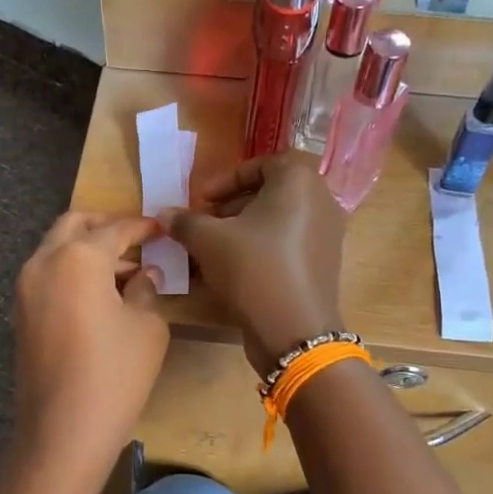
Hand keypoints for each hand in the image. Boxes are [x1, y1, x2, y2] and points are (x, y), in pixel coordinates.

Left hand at [10, 212, 168, 469]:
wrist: (62, 432)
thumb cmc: (114, 374)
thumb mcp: (146, 327)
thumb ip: (146, 290)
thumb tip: (143, 275)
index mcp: (78, 257)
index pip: (115, 228)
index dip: (142, 227)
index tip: (162, 228)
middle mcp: (44, 262)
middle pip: (74, 225)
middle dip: (105, 226)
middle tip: (136, 240)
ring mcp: (25, 289)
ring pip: (57, 249)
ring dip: (87, 249)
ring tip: (124, 271)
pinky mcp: (21, 314)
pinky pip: (48, 275)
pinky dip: (72, 271)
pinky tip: (100, 294)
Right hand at [163, 152, 346, 373]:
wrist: (294, 329)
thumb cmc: (252, 268)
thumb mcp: (208, 240)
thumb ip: (185, 221)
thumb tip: (165, 214)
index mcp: (298, 181)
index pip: (261, 164)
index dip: (226, 180)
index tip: (202, 200)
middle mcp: (320, 200)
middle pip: (270, 192)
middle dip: (232, 206)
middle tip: (205, 223)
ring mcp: (327, 233)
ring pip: (278, 220)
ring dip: (244, 229)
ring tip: (214, 248)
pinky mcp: (324, 262)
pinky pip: (288, 243)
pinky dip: (262, 248)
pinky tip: (234, 270)